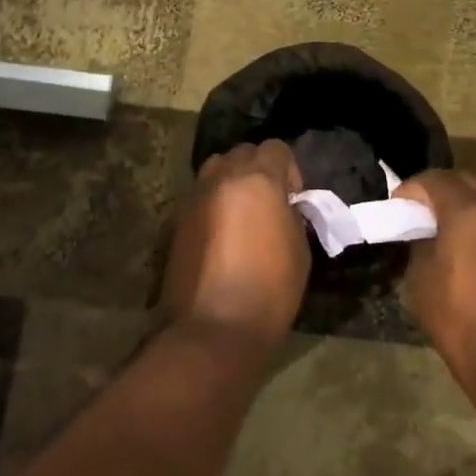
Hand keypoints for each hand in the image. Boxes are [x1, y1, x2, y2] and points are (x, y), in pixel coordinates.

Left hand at [161, 141, 310, 350]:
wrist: (214, 328)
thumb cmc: (270, 289)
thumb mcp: (299, 248)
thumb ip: (291, 214)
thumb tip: (283, 207)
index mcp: (259, 178)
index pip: (276, 148)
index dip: (288, 170)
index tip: (292, 199)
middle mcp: (222, 176)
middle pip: (243, 153)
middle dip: (257, 171)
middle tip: (266, 205)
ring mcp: (194, 196)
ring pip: (216, 170)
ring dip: (231, 183)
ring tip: (240, 217)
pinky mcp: (175, 219)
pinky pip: (199, 196)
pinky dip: (211, 205)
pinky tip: (219, 238)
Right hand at [395, 170, 475, 390]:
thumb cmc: (461, 320)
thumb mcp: (421, 281)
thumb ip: (419, 246)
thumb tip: (423, 234)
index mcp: (466, 210)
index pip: (433, 179)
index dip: (411, 189)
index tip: (398, 205)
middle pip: (465, 178)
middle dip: (440, 188)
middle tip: (421, 211)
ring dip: (469, 197)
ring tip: (452, 221)